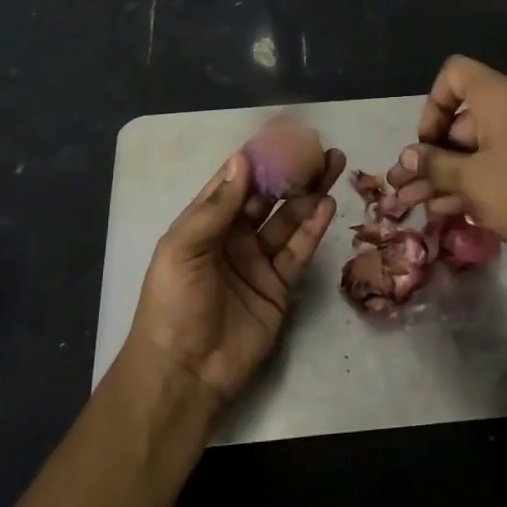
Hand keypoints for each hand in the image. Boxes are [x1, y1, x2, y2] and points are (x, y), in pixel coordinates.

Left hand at [123, 146, 341, 410]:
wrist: (185, 372)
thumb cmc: (172, 305)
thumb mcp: (183, 249)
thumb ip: (216, 207)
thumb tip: (242, 160)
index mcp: (203, 224)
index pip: (235, 181)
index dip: (258, 157)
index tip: (285, 133)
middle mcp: (232, 237)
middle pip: (267, 196)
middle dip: (291, 171)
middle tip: (319, 148)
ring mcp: (257, 262)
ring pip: (288, 219)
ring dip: (309, 192)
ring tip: (333, 164)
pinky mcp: (279, 287)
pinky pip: (298, 251)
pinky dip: (313, 228)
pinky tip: (328, 204)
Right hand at [384, 55, 506, 262]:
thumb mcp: (471, 180)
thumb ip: (434, 165)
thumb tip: (407, 157)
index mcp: (501, 95)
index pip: (455, 74)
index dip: (433, 105)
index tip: (426, 144)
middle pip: (464, 117)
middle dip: (433, 154)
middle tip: (407, 187)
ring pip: (480, 146)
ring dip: (449, 173)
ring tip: (419, 205)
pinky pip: (502, 159)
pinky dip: (477, 178)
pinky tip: (451, 210)